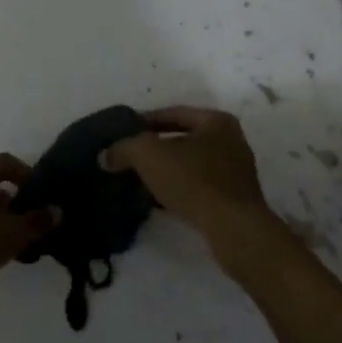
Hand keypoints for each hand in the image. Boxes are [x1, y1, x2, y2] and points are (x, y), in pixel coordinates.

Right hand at [100, 107, 284, 268]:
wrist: (233, 229)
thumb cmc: (194, 180)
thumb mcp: (149, 155)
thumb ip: (124, 148)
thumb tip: (106, 155)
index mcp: (216, 121)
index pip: (174, 113)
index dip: (144, 121)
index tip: (122, 132)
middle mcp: (231, 141)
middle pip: (183, 139)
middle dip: (154, 148)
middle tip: (127, 156)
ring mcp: (235, 172)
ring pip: (190, 164)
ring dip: (165, 171)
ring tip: (137, 180)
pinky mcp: (234, 199)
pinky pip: (198, 187)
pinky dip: (177, 189)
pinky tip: (157, 201)